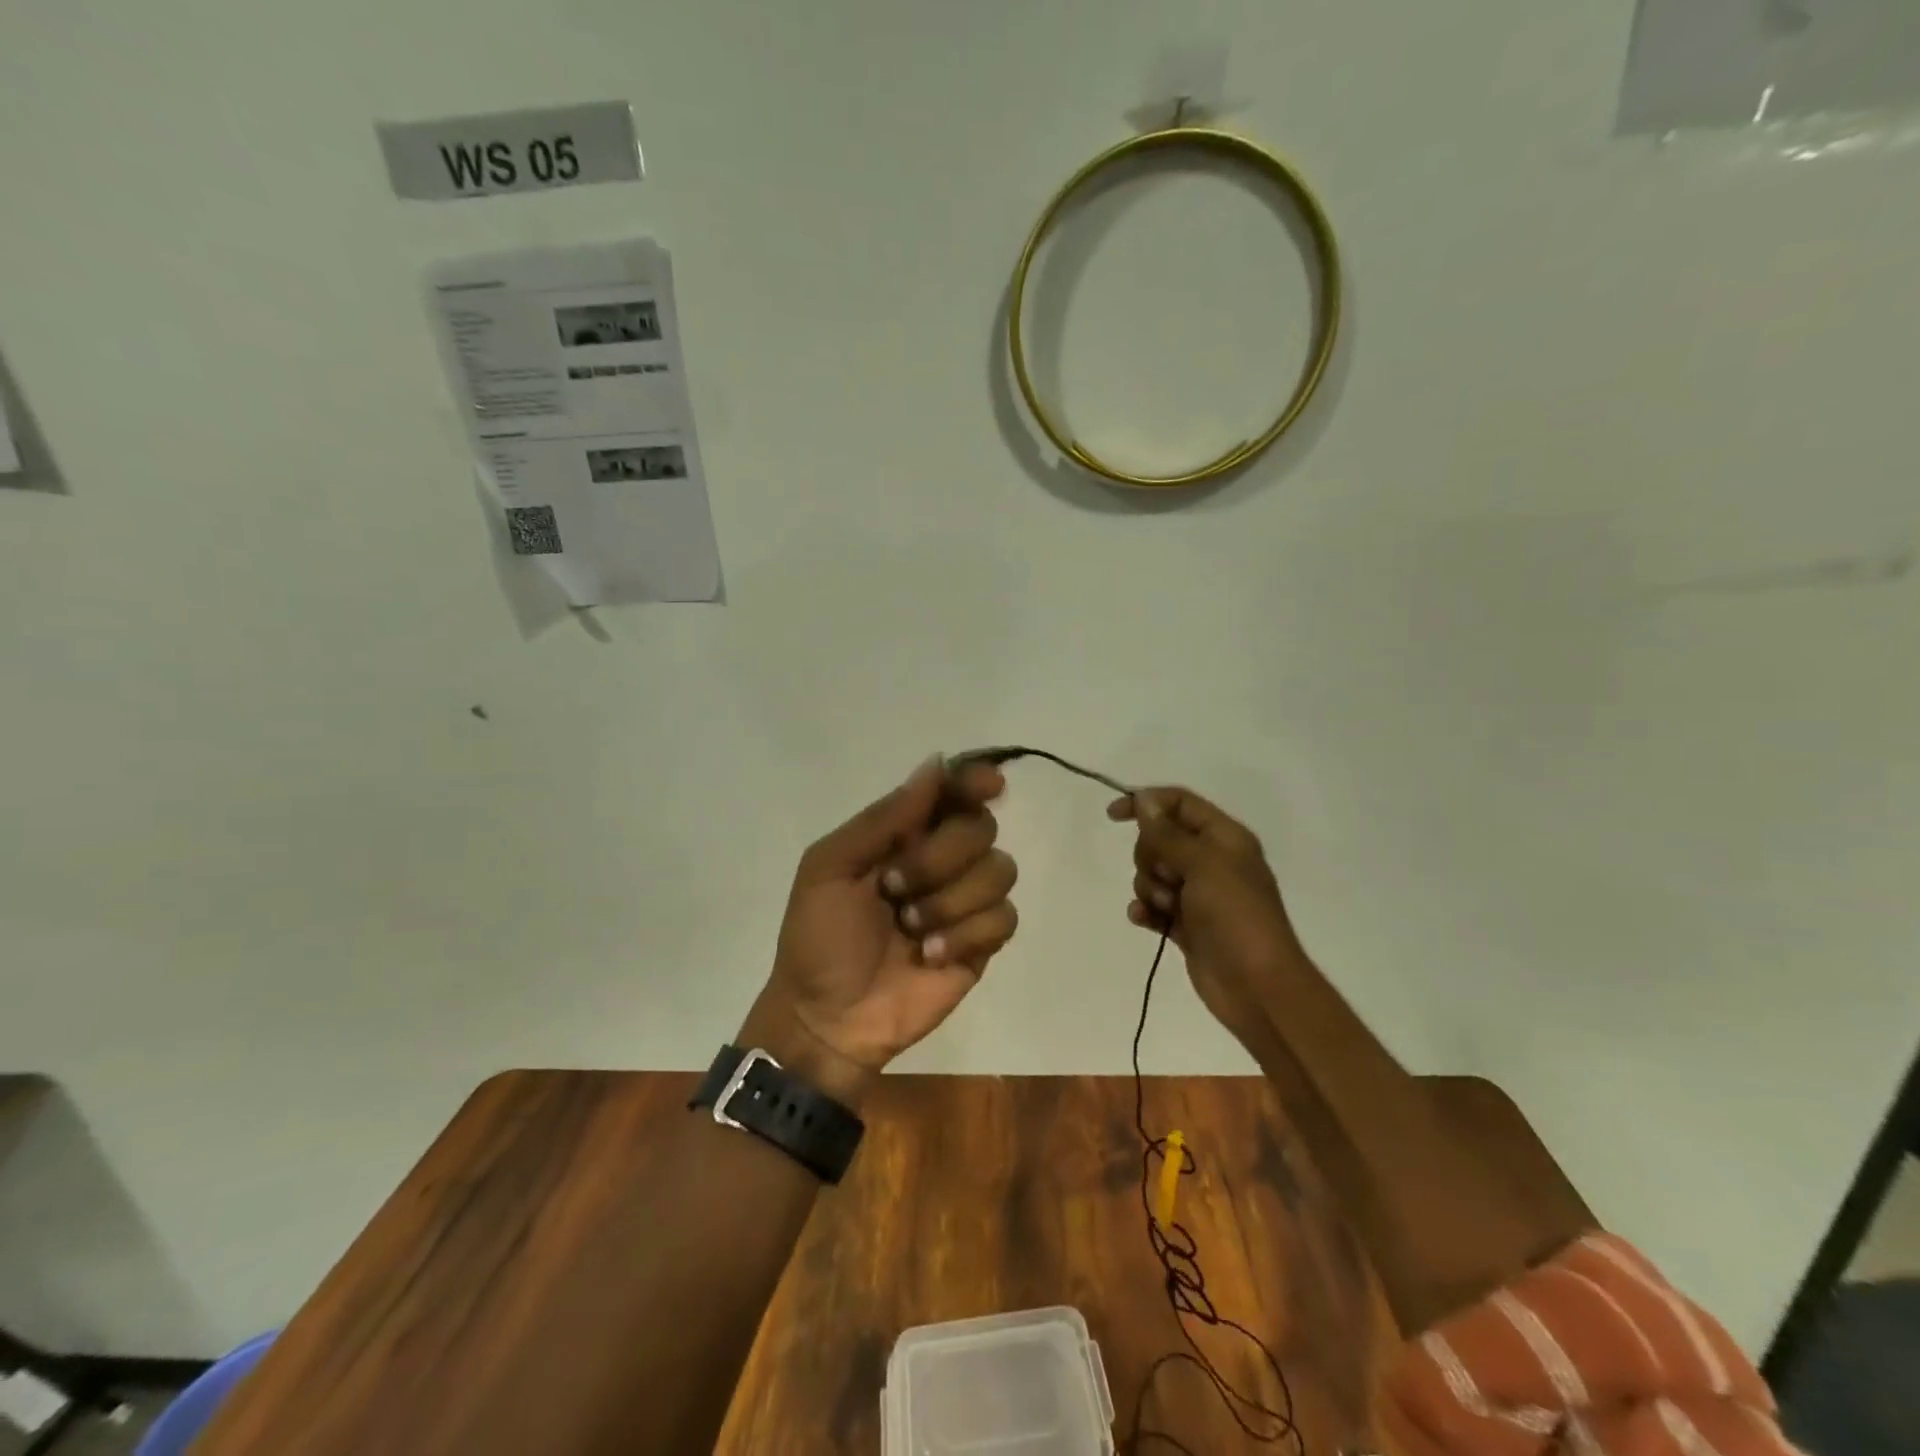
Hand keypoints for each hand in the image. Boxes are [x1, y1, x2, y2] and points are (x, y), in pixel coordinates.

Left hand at [747, 757, 1017, 1101]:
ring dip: (949, 901)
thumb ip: (884, 818)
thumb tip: (937, 763)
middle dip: (939, 856)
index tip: (991, 784)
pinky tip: (930, 956)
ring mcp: (964, 901)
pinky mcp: (982, 943)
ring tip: (910, 930)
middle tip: (893, 886)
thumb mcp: (831, 866)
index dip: (975, 781)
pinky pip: (1004, 918)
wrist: (827, 1017)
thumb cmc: (818, 937)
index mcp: (903, 835)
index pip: (953, 792)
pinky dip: (966, 935)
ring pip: (1000, 870)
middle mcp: (941, 860)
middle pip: (981, 827)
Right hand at [1107, 787, 1307, 1042]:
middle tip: (1169, 877)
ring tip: (1168, 908)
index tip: (1113, 815)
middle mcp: (1212, 861)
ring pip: (1152, 874)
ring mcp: (1198, 895)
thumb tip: (1144, 799)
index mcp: (1224, 838)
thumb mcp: (1203, 864)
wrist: (1257, 987)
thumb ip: (1168, 833)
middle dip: (1151, 857)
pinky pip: (1153, 906)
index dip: (1146, 803)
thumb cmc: (1235, 916)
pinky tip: (1145, 920)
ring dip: (1150, 888)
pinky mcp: (1186, 925)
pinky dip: (1146, 910)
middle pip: (1160, 839)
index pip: (1179, 803)